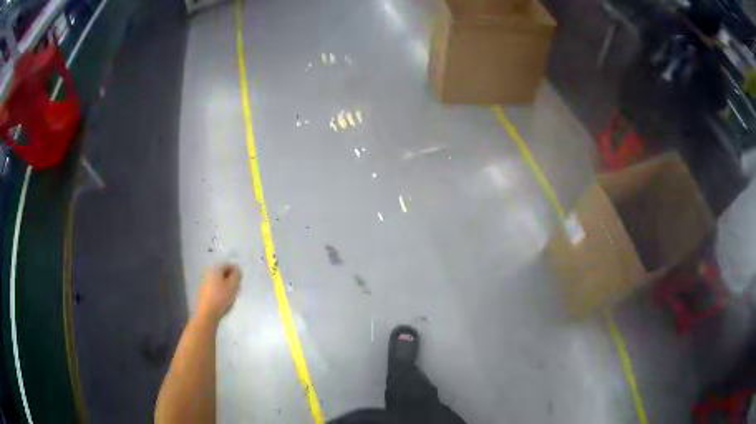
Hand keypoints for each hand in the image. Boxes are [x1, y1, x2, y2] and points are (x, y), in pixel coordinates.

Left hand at [196, 263, 241, 323]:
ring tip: (231, 294)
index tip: (240, 281)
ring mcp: (204, 282)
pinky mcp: (203, 292)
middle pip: (222, 272)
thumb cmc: (221, 298)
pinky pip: (214, 287)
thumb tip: (237, 269)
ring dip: (225, 285)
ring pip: (218, 280)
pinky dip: (220, 291)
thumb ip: (237, 275)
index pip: (228, 264)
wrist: (207, 314)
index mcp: (215, 268)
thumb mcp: (233, 286)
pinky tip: (224, 299)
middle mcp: (208, 272)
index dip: (236, 271)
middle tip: (237, 287)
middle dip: (230, 278)